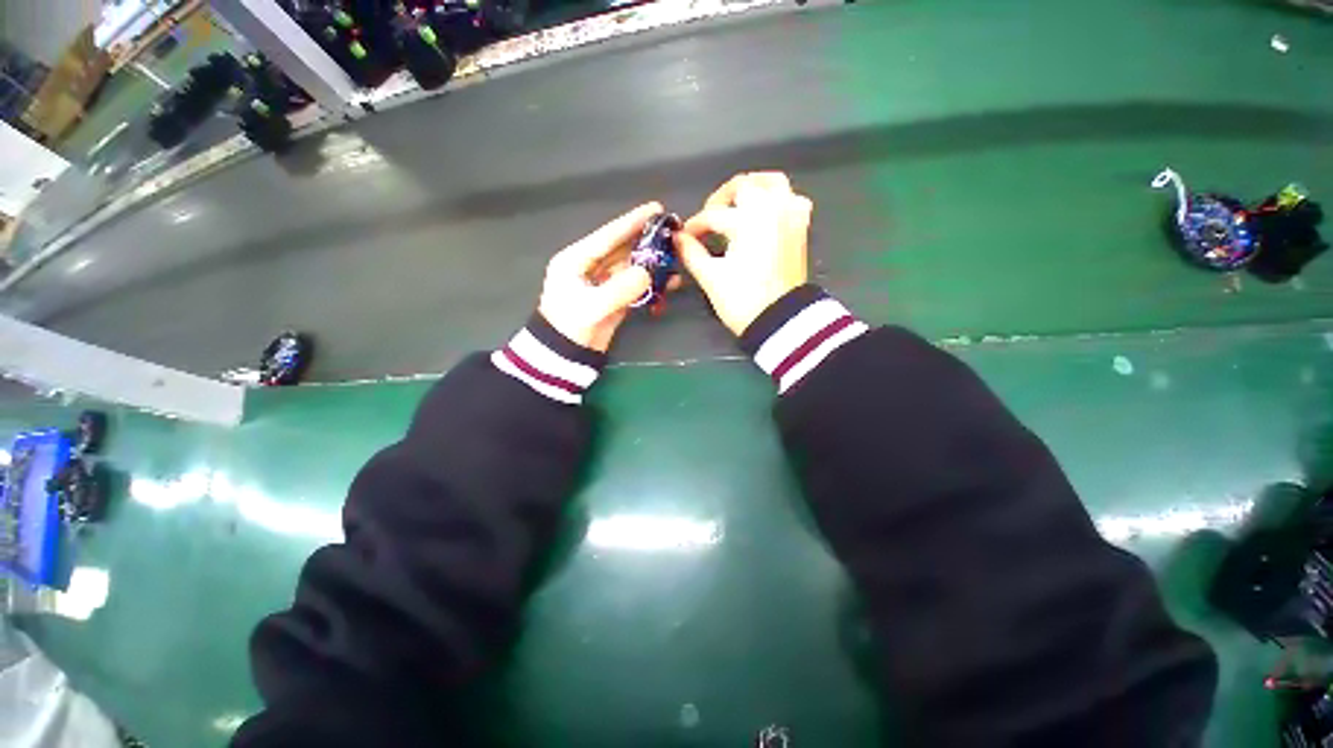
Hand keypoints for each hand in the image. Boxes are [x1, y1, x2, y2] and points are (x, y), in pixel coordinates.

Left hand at [538, 203, 659, 351]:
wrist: (565, 355)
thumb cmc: (569, 327)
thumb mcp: (591, 306)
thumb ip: (619, 289)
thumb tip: (648, 273)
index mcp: (576, 260)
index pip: (607, 236)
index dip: (631, 222)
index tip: (656, 208)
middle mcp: (591, 266)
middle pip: (622, 248)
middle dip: (646, 240)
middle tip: (671, 231)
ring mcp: (604, 283)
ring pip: (631, 266)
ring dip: (652, 262)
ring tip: (675, 256)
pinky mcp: (614, 298)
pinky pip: (635, 285)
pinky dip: (652, 283)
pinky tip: (670, 281)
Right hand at [676, 172, 812, 336]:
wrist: (779, 320)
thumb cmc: (743, 300)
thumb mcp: (711, 277)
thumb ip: (692, 253)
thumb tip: (679, 239)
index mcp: (748, 220)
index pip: (713, 215)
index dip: (695, 226)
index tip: (685, 237)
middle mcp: (772, 209)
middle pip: (743, 186)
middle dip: (721, 199)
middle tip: (709, 219)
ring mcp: (790, 216)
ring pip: (772, 182)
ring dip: (752, 187)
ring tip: (736, 204)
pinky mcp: (801, 229)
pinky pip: (792, 199)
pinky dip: (777, 199)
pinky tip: (765, 214)